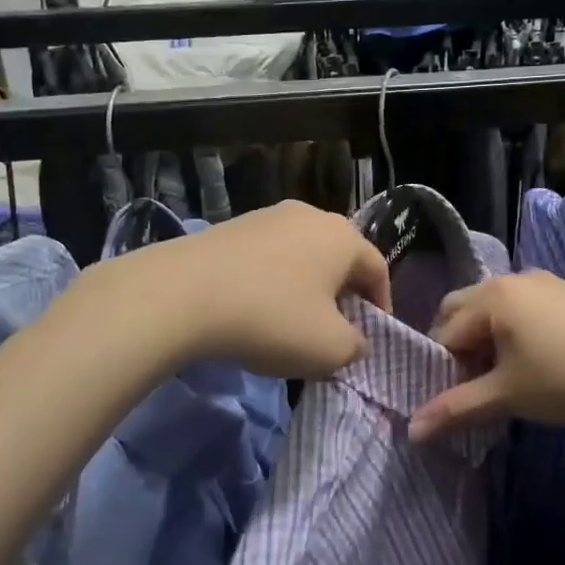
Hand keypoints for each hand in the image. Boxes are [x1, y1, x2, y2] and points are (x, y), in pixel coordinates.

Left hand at [126, 201, 390, 377]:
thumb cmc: (272, 318)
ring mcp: (267, 216)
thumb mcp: (329, 349)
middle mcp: (310, 215)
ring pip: (301, 254)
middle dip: (342, 294)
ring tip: (292, 322)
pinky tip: (254, 309)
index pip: (377, 269)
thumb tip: (355, 339)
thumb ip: (356, 346)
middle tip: (334, 330)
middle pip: (339, 257)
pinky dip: (271, 281)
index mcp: (343, 237)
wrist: (183, 294)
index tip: (371, 336)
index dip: (381, 304)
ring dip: (305, 287)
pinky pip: (267, 256)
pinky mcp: (232, 226)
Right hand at [410, 270, 564, 441]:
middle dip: (458, 347)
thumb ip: (456, 409)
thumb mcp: (508, 395)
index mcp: (489, 297)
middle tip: (473, 384)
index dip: (443, 369)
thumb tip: (411, 431)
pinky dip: (512, 331)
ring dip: (485, 339)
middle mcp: (509, 279)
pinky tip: (535, 361)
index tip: (458, 400)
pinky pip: (520, 307)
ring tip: (504, 377)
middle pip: (462, 310)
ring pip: (492, 309)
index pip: (444, 333)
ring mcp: (541, 281)